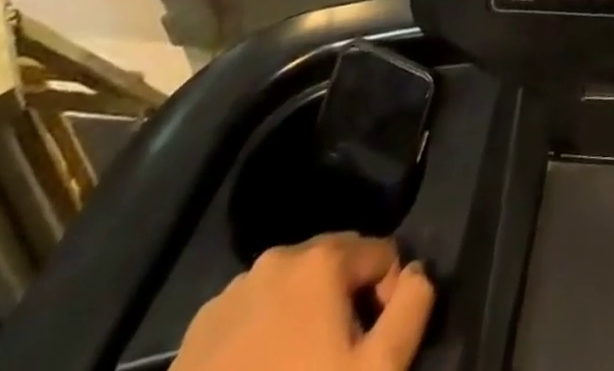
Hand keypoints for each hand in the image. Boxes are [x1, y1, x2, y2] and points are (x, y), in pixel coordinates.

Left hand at [173, 234, 434, 370]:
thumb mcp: (379, 369)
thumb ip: (413, 306)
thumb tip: (417, 272)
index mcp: (323, 258)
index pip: (383, 253)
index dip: (388, 297)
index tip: (372, 345)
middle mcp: (279, 257)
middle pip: (335, 264)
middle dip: (345, 301)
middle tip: (337, 358)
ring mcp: (231, 292)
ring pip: (291, 288)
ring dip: (304, 315)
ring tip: (297, 368)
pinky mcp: (196, 331)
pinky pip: (251, 314)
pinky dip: (264, 334)